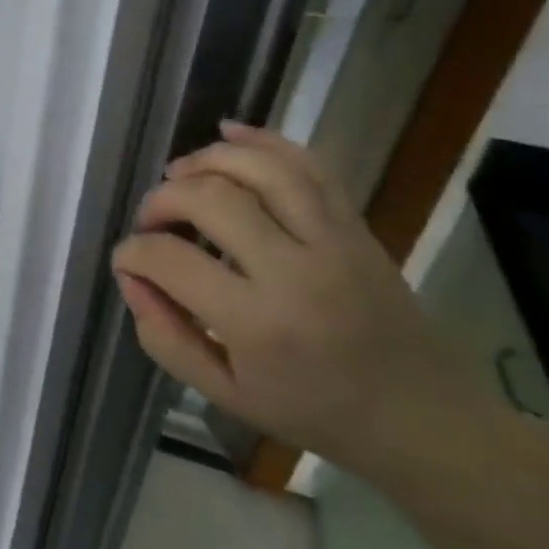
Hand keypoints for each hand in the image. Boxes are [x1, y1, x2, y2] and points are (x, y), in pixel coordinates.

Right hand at [110, 121, 503, 482]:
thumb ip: (164, 337)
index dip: (132, 253)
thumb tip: (131, 279)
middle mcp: (295, 270)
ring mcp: (333, 240)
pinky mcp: (355, 225)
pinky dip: (265, 140)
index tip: (126, 261)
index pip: (170, 260)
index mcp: (257, 322)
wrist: (421, 415)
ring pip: (261, 169)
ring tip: (178, 173)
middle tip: (150, 221)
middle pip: (210, 199)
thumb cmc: (313, 411)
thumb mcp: (224, 394)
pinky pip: (309, 165)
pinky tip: (229, 133)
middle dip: (162, 199)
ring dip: (207, 160)